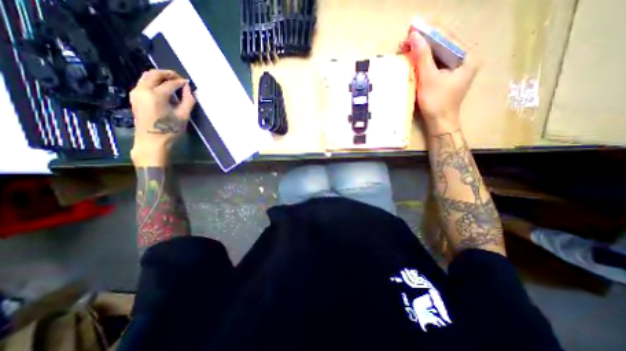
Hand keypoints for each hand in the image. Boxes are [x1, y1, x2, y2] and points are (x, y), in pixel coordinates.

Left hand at [132, 69, 196, 167]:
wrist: (152, 142)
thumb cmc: (170, 130)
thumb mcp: (183, 116)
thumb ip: (188, 100)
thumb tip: (189, 89)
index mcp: (156, 95)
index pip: (170, 83)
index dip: (181, 82)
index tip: (189, 83)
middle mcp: (142, 90)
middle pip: (154, 74)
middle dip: (168, 74)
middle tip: (180, 78)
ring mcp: (136, 93)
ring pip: (147, 77)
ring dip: (160, 77)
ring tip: (173, 83)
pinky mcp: (134, 97)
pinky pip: (144, 83)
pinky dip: (154, 82)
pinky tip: (164, 89)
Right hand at [400, 31, 480, 135]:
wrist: (440, 123)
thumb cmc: (436, 102)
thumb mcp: (428, 78)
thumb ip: (422, 56)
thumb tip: (414, 36)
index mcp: (468, 56)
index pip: (447, 37)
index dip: (429, 32)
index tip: (413, 27)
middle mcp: (465, 58)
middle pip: (443, 44)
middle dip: (424, 41)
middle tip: (408, 38)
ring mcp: (457, 67)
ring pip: (438, 53)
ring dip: (423, 50)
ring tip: (408, 46)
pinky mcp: (448, 76)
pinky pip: (436, 63)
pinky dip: (425, 60)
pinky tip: (414, 57)